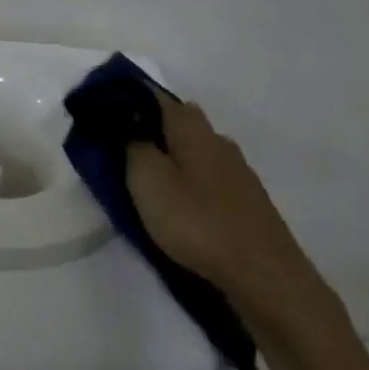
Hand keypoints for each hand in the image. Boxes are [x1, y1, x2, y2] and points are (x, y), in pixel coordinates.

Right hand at [125, 93, 312, 306]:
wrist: (261, 272)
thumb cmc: (197, 222)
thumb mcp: (148, 182)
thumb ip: (133, 148)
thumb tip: (129, 127)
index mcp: (193, 130)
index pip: (158, 97)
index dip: (131, 99)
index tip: (106, 112)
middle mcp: (219, 141)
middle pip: (181, 121)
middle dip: (152, 128)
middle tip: (124, 149)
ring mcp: (238, 170)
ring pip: (197, 149)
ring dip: (173, 156)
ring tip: (149, 179)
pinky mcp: (246, 199)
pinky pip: (209, 175)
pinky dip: (190, 179)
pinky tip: (181, 202)